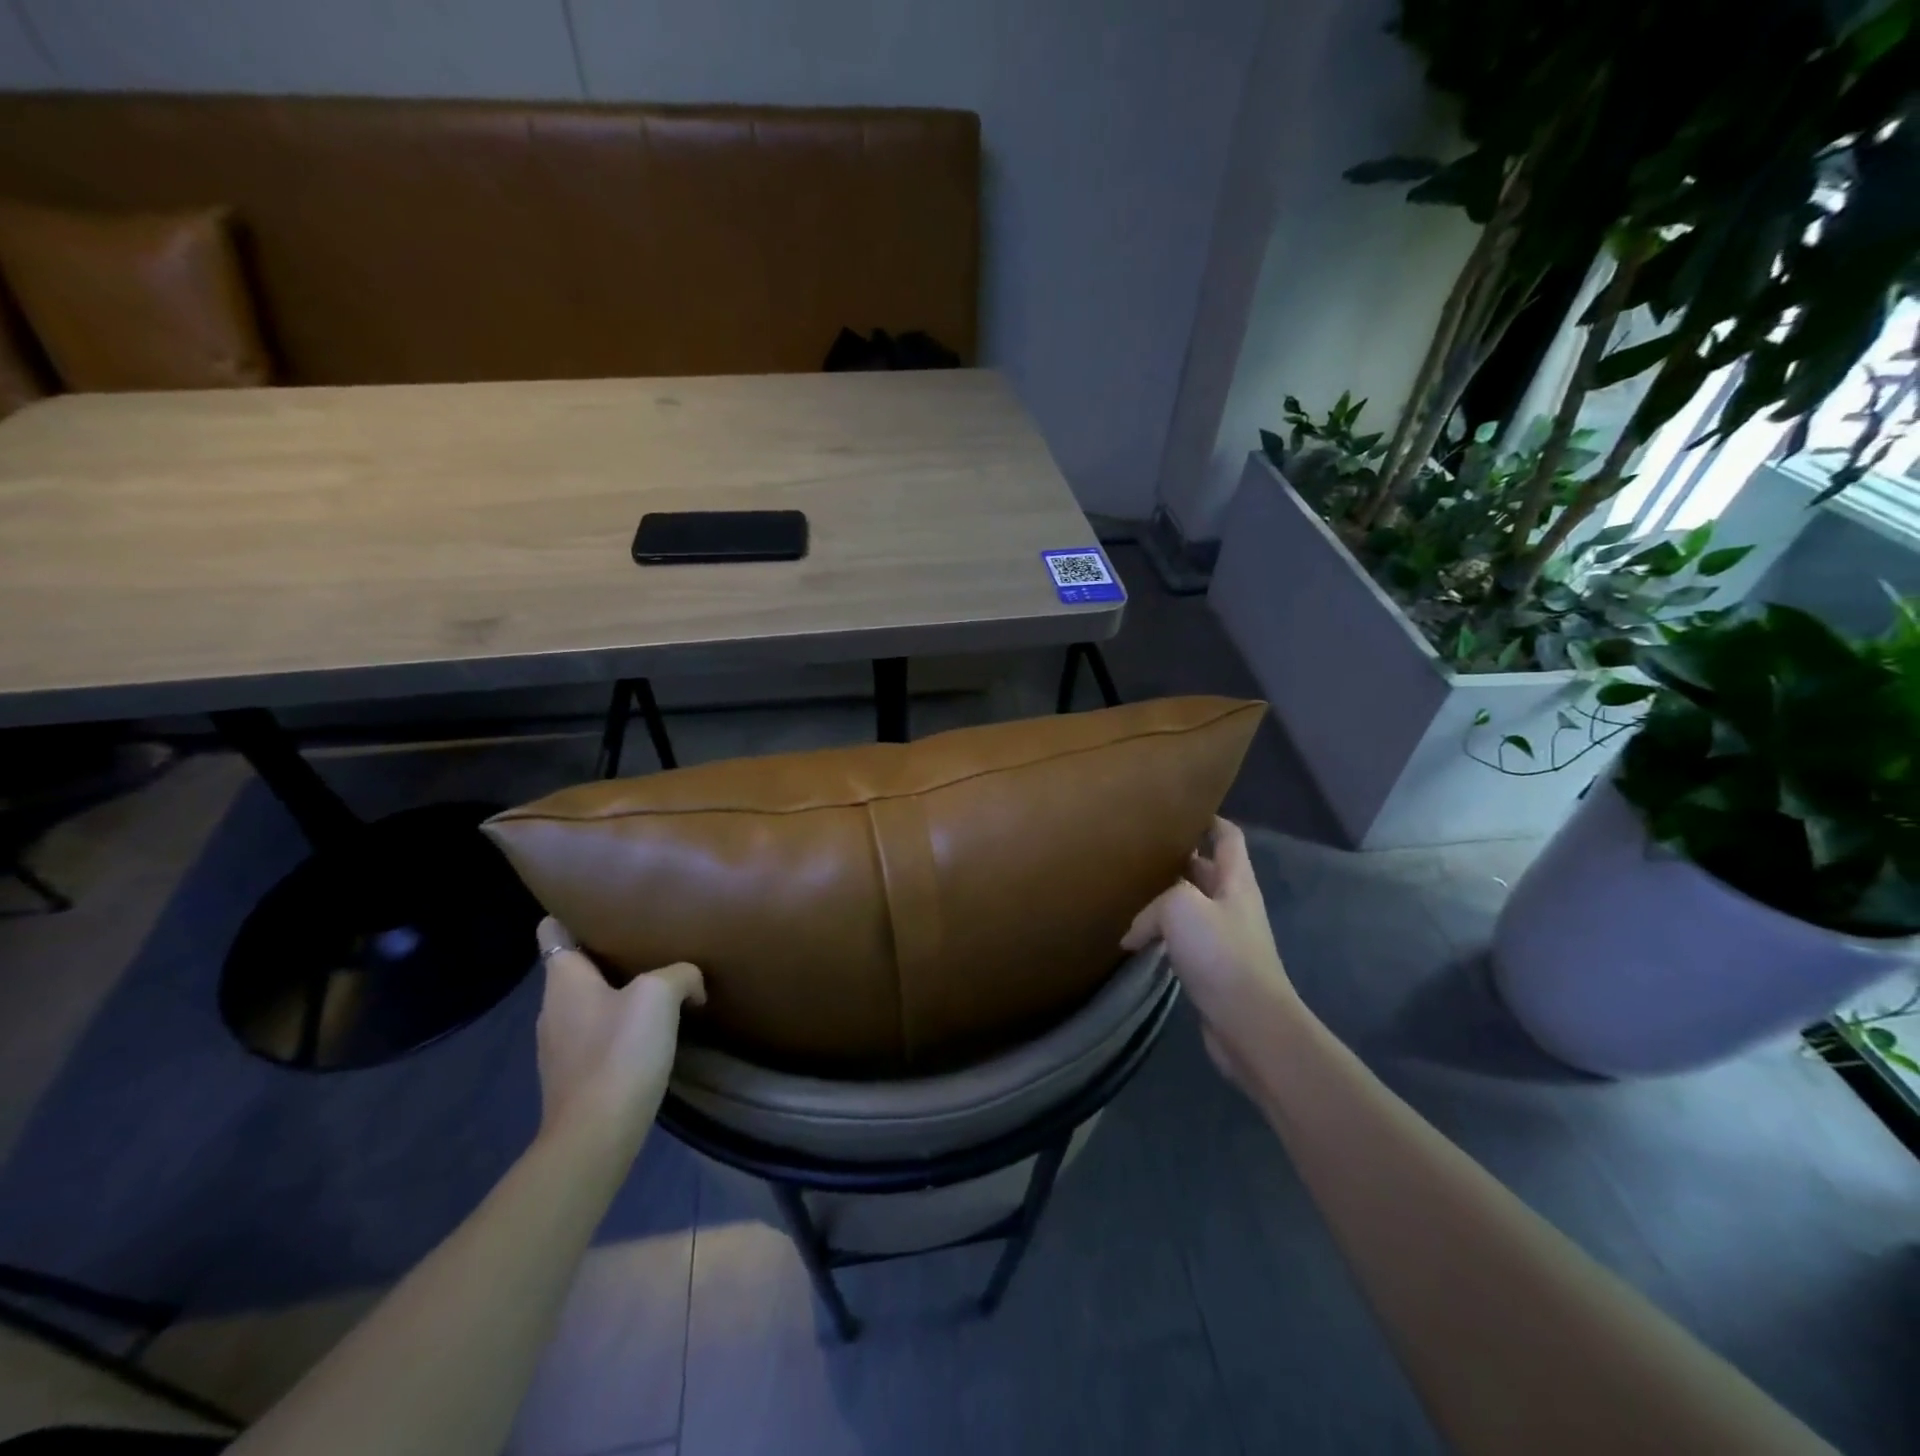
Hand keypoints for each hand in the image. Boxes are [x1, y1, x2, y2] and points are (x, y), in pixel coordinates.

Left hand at [534, 917, 704, 1145]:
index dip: (573, 912)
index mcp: (563, 980)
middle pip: (576, 965)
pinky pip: (598, 1032)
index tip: (605, 903)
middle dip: (607, 950)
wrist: (596, 1136)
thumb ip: (680, 974)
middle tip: (649, 937)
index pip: (553, 930)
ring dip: (617, 989)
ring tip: (658, 979)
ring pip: (589, 1000)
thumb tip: (691, 985)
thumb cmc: (620, 1052)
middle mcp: (553, 1008)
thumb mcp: (659, 995)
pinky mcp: (576, 1074)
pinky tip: (652, 1028)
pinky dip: (620, 1023)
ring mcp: (561, 1044)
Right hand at [1122, 817, 1300, 1086]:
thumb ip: (1155, 904)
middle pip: (1206, 870)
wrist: (1250, 1024)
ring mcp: (1225, 937)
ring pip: (1192, 906)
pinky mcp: (1213, 968)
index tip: (1177, 809)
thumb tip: (1135, 932)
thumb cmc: (1221, 955)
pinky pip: (1184, 939)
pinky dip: (1163, 935)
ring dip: (1166, 898)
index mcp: (1236, 881)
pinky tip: (1138, 940)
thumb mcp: (1181, 908)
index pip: (1227, 836)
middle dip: (1177, 858)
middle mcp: (1233, 904)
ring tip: (1130, 890)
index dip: (1208, 818)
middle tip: (1138, 849)